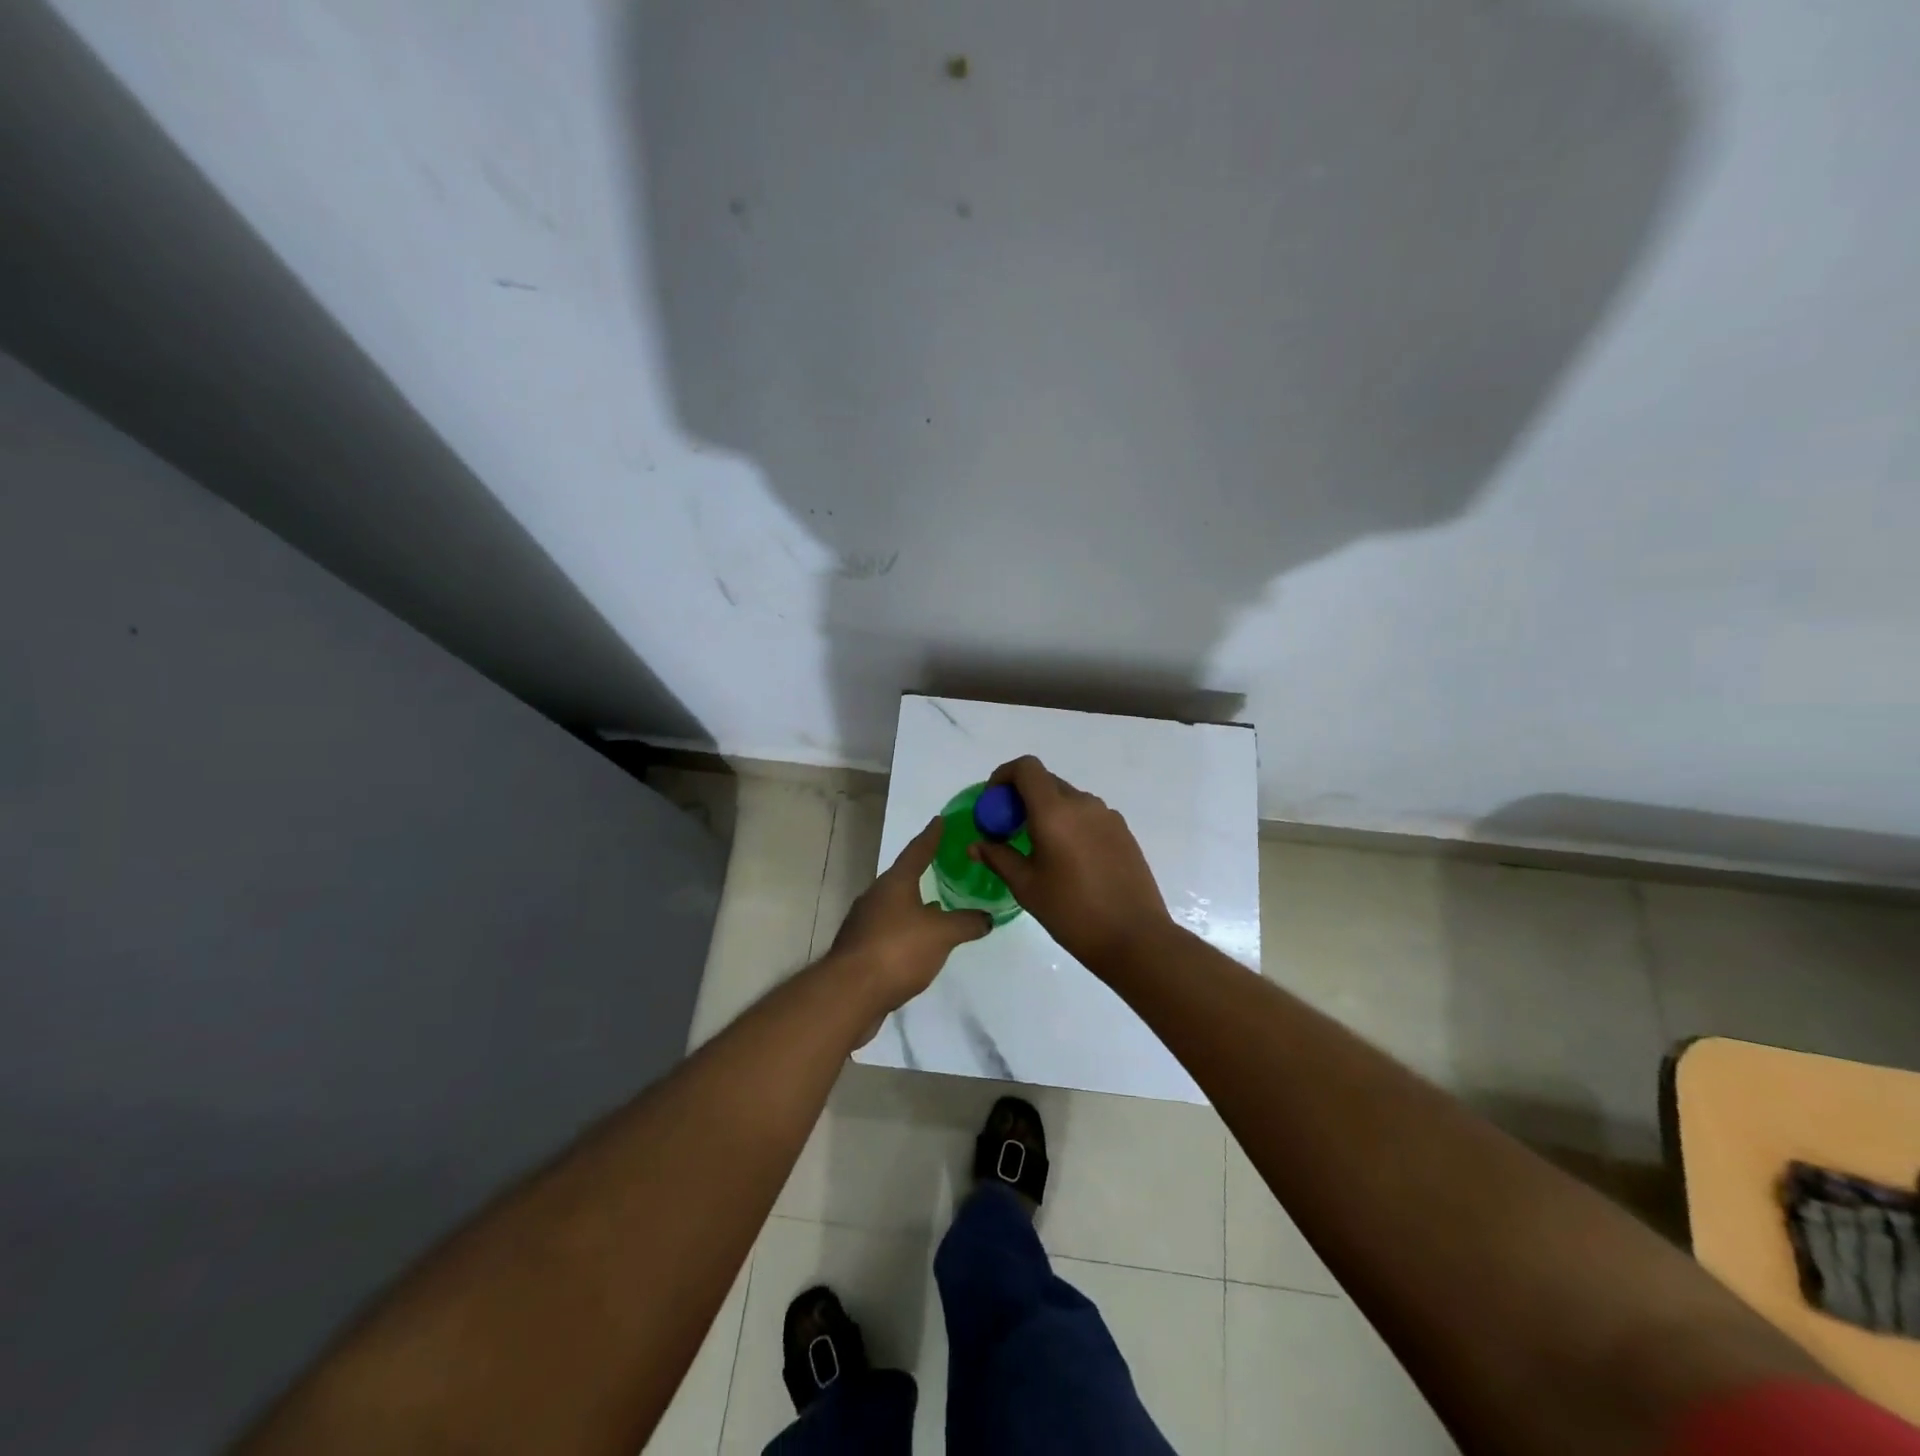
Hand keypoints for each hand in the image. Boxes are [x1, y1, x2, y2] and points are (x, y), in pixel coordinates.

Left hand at [829, 816, 991, 1018]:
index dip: (931, 836)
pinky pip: (888, 930)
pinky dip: (906, 930)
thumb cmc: (898, 950)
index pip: (917, 851)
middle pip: (902, 878)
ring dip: (914, 904)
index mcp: (894, 883)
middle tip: (941, 866)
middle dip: (921, 872)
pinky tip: (918, 943)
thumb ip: (966, 923)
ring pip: (894, 906)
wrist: (850, 993)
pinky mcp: (860, 949)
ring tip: (936, 907)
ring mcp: (864, 923)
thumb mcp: (942, 934)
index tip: (940, 820)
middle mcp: (875, 897)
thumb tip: (987, 917)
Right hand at [972, 756, 1175, 971]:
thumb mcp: (1027, 887)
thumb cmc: (1072, 913)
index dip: (1004, 775)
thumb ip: (999, 857)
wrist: (1135, 938)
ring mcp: (1107, 816)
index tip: (993, 803)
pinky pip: (1088, 815)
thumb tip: (976, 845)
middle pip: (1046, 782)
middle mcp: (1083, 804)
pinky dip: (1070, 823)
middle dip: (1022, 798)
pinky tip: (1070, 860)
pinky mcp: (1123, 831)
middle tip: (1010, 831)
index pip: (1026, 768)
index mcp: (1055, 812)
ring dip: (1048, 811)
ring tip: (1040, 849)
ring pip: (1068, 799)